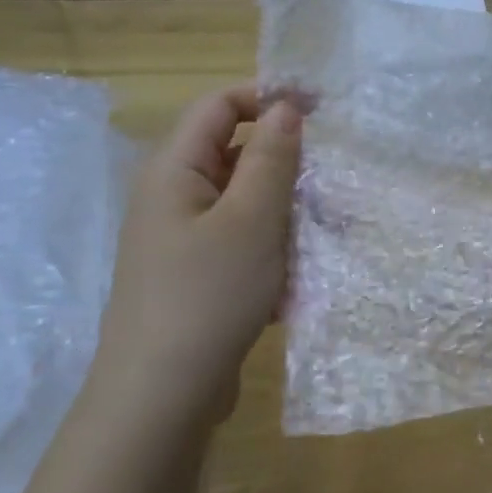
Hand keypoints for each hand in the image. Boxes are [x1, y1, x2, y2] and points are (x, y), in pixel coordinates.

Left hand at [88, 85, 301, 424]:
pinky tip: (293, 284)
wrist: (163, 393)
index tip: (322, 111)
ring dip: (282, 213)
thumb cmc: (208, 294)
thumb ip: (271, 158)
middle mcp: (172, 197)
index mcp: (173, 170)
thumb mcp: (251, 220)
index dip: (268, 98)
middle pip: (232, 155)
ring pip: (242, 204)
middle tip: (328, 184)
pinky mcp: (196, 276)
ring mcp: (182, 240)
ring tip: (318, 238)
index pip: (219, 106)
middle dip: (282, 165)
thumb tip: (285, 108)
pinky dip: (269, 251)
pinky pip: (239, 244)